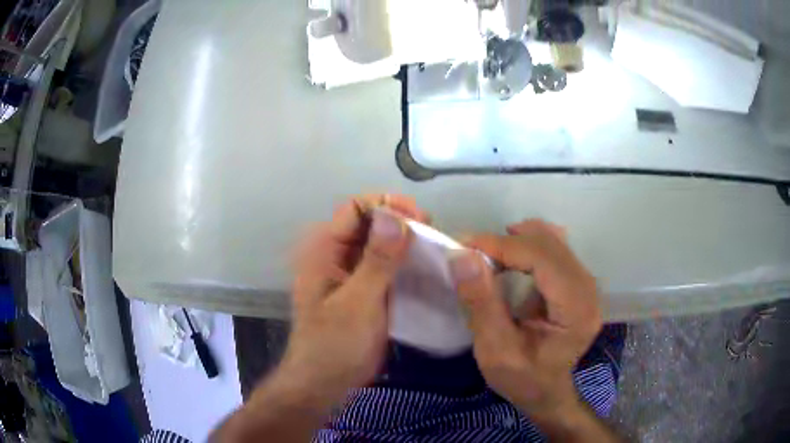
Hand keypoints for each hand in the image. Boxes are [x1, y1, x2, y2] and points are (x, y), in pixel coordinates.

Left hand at [272, 194, 426, 408]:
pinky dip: (405, 262)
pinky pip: (386, 266)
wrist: (324, 383)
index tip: (419, 218)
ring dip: (406, 242)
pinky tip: (427, 268)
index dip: (386, 205)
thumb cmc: (334, 345)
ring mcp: (352, 274)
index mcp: (325, 250)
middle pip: (370, 223)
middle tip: (432, 232)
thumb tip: (394, 216)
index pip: (355, 208)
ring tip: (434, 248)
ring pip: (381, 244)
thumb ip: (377, 261)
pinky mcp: (365, 291)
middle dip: (400, 222)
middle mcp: (337, 255)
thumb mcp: (358, 303)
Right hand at [449, 220, 601, 422]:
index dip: (504, 246)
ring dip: (517, 241)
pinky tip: (510, 257)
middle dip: (507, 242)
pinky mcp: (578, 282)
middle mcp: (588, 290)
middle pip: (549, 244)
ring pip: (552, 241)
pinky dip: (527, 246)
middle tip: (471, 252)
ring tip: (487, 256)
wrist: (546, 392)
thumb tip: (463, 256)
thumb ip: (482, 303)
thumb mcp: (495, 350)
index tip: (465, 245)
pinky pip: (554, 249)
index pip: (543, 258)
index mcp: (576, 310)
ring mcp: (586, 284)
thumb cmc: (522, 378)